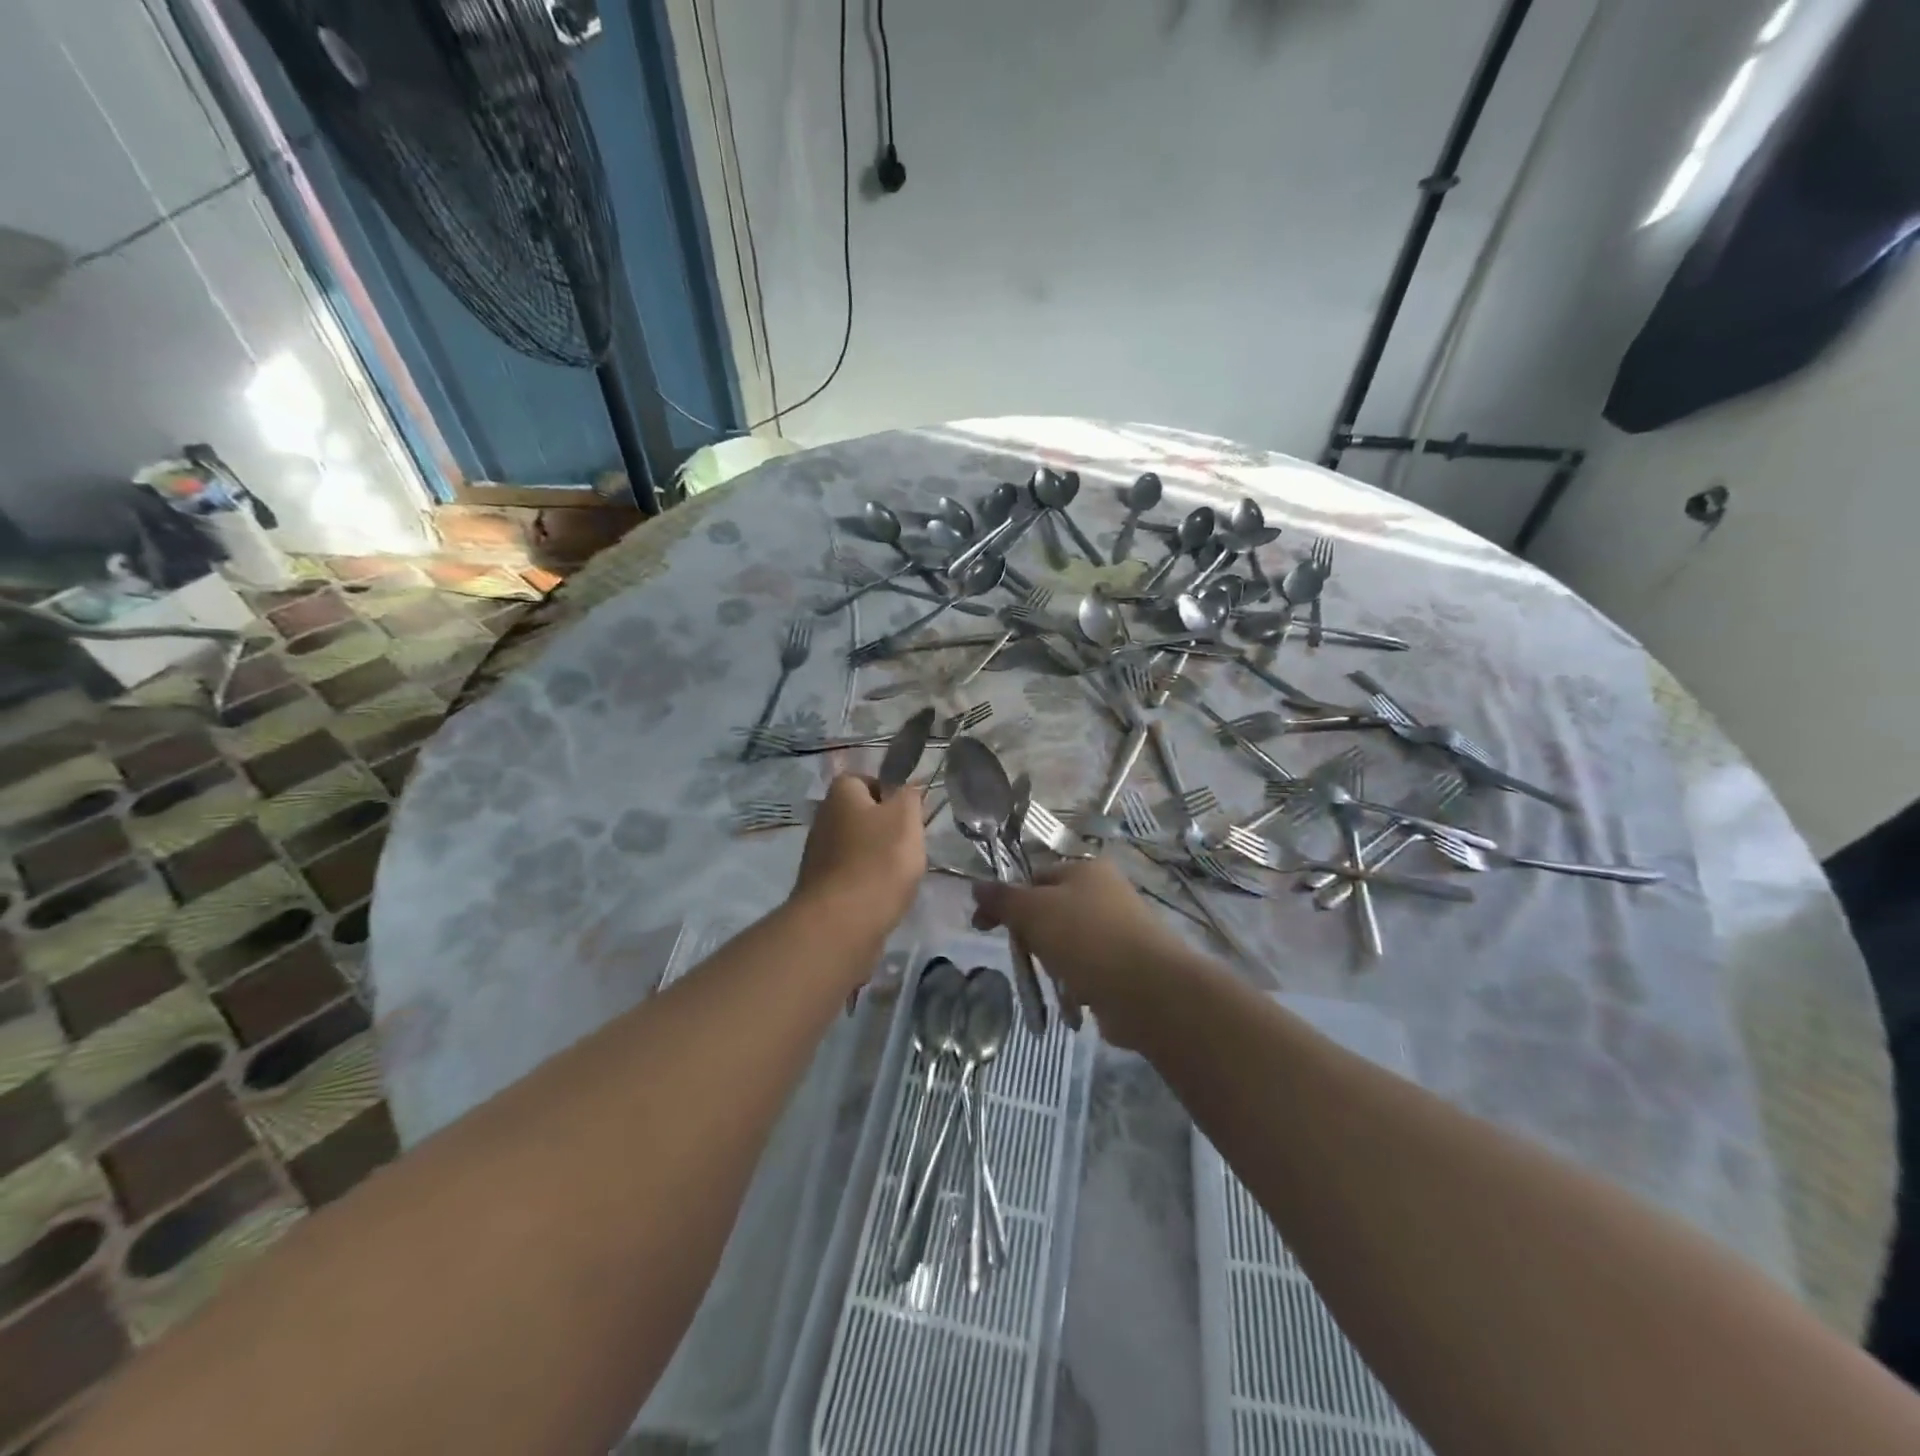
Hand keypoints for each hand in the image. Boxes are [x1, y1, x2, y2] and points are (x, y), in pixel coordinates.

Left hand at [791, 774, 925, 935]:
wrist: (841, 924)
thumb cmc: (878, 861)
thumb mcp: (906, 818)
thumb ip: (909, 795)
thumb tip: (907, 788)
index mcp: (840, 794)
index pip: (864, 778)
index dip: (889, 791)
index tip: (909, 812)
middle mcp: (823, 819)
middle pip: (861, 814)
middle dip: (887, 827)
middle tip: (910, 843)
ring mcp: (819, 855)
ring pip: (858, 846)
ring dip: (879, 857)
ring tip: (900, 873)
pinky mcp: (822, 887)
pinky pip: (852, 874)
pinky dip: (868, 881)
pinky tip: (884, 895)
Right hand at [971, 857, 1210, 1046]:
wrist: (1147, 990)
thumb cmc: (1085, 938)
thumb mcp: (1033, 910)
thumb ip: (1002, 898)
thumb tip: (976, 885)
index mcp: (1086, 869)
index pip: (1034, 877)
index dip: (1006, 900)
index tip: (982, 926)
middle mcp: (1105, 894)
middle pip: (1050, 912)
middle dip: (1032, 937)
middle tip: (1024, 956)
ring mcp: (1118, 931)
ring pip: (1067, 944)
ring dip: (1054, 965)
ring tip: (1055, 980)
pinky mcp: (1125, 967)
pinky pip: (1087, 971)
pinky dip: (1076, 984)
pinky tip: (1075, 998)